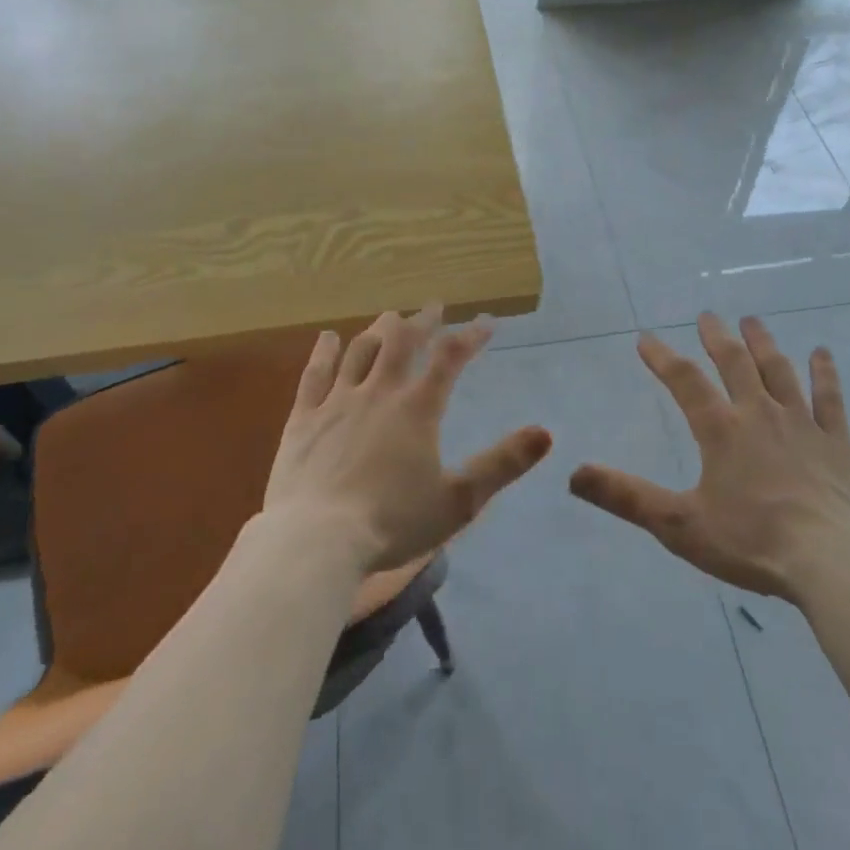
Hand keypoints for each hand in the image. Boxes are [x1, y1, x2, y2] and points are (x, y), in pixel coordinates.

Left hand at [265, 307, 552, 572]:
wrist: (316, 541)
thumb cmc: (393, 523)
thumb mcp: (459, 500)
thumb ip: (503, 464)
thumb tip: (546, 432)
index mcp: (417, 409)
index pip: (450, 358)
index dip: (471, 337)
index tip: (487, 322)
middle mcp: (379, 392)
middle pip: (402, 343)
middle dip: (422, 322)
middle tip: (433, 307)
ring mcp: (337, 402)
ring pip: (360, 351)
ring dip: (378, 330)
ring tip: (390, 316)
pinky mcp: (304, 419)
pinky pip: (315, 375)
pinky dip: (324, 352)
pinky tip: (328, 337)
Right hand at [570, 314, 849, 602]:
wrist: (834, 563)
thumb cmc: (753, 542)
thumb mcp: (679, 524)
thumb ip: (626, 496)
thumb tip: (573, 473)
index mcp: (721, 430)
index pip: (685, 381)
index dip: (662, 357)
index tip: (645, 338)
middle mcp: (759, 414)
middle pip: (735, 363)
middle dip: (717, 337)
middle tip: (707, 316)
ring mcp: (803, 424)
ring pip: (779, 371)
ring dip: (763, 343)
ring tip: (752, 321)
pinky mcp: (838, 443)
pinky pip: (830, 399)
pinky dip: (825, 374)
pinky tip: (822, 353)